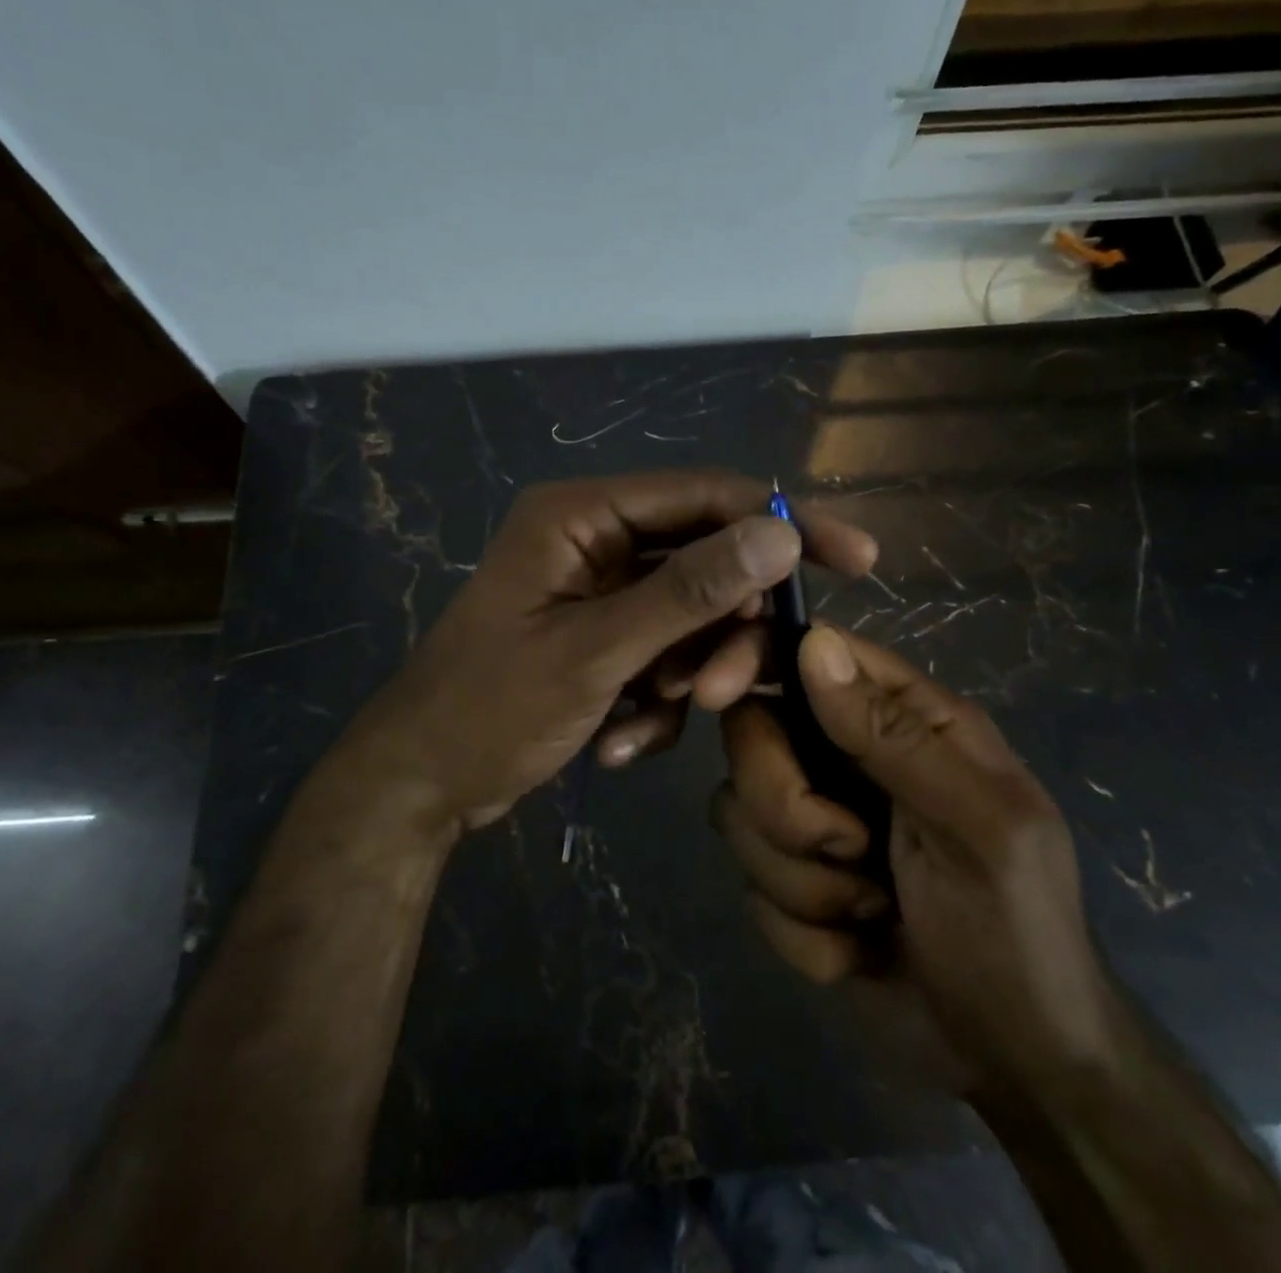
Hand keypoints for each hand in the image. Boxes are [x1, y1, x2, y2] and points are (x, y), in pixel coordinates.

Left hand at [341, 472, 876, 836]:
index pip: (707, 496)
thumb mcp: (595, 650)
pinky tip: (617, 739)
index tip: (857, 559)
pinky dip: (657, 700)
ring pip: (692, 617)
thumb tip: (780, 536)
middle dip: (721, 630)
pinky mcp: (605, 639)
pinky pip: (666, 654)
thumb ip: (688, 591)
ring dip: (688, 673)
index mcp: (583, 514)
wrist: (423, 783)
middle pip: (706, 562)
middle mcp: (597, 540)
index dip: (783, 524)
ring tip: (648, 719)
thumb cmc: (491, 706)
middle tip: (720, 690)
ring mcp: (602, 593)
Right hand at [714, 624, 1121, 1095]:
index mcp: (900, 719)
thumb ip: (893, 734)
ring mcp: (811, 818)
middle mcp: (844, 755)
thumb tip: (813, 643)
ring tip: (873, 911)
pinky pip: (749, 886)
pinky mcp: (789, 881)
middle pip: (751, 734)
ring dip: (804, 882)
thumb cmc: (1017, 929)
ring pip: (738, 814)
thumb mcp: (978, 826)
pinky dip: (805, 931)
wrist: (1012, 1064)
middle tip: (854, 850)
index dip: (751, 658)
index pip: (808, 652)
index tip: (712, 691)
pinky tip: (859, 949)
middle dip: (787, 806)